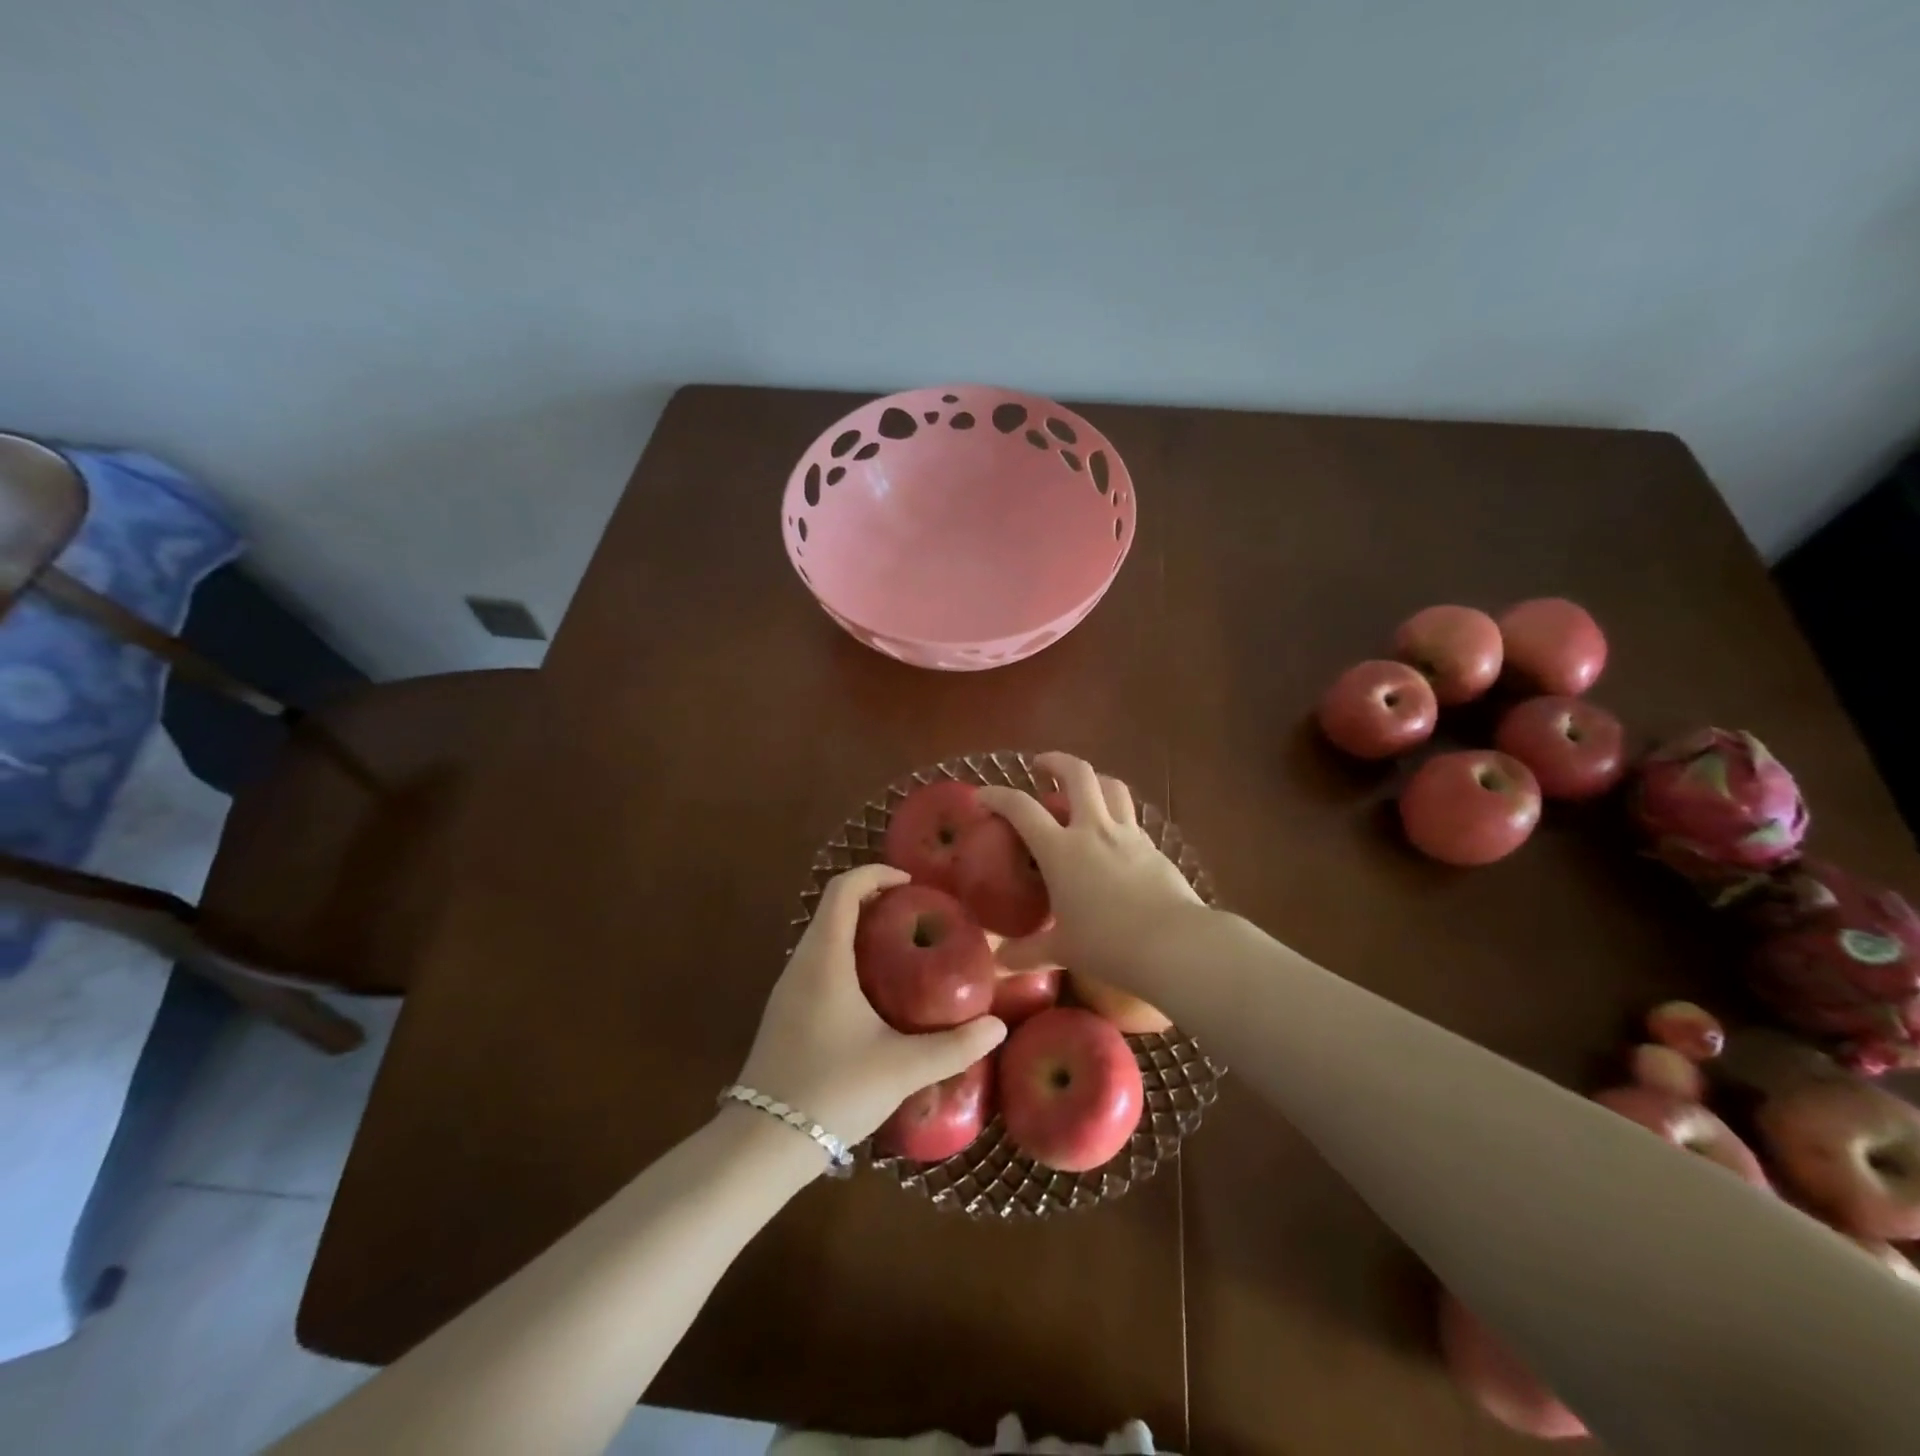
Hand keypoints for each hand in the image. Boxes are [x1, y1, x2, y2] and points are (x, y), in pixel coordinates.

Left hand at [734, 863, 1006, 1148]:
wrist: (763, 1144)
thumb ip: (953, 1047)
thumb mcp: (901, 1068)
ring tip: (902, 948)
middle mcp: (801, 963)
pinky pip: (817, 963)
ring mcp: (788, 989)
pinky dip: (846, 956)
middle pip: (833, 908)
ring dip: (858, 929)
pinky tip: (874, 991)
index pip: (842, 889)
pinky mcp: (784, 1013)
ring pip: (823, 936)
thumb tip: (997, 1027)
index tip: (911, 883)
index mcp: (825, 959)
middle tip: (917, 914)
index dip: (875, 874)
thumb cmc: (832, 1090)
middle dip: (873, 899)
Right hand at [977, 752, 1204, 983]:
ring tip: (1083, 788)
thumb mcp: (1062, 950)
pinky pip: (1131, 819)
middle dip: (1056, 761)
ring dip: (1093, 779)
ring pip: (1112, 787)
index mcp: (1061, 850)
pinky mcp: (1154, 848)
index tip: (982, 795)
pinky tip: (1112, 836)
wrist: (1174, 945)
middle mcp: (1094, 830)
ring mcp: (1128, 835)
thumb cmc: (1108, 944)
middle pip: (1077, 775)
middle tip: (1042, 765)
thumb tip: (999, 963)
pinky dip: (1116, 815)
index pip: (1021, 809)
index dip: (998, 796)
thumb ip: (1028, 952)